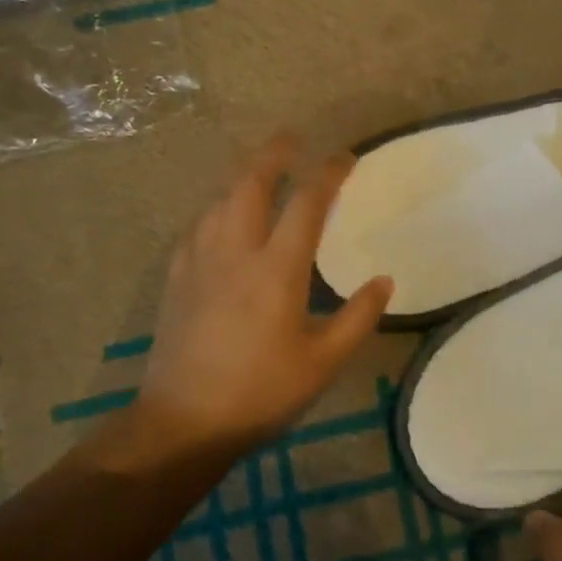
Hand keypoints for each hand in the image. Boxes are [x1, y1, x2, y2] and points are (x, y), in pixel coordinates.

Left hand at [133, 135, 392, 455]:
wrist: (182, 422)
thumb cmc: (260, 393)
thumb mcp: (323, 363)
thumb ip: (358, 318)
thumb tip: (384, 281)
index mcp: (276, 270)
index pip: (307, 204)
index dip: (328, 173)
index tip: (344, 156)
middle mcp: (235, 252)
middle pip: (250, 184)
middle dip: (272, 154)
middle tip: (291, 137)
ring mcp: (199, 262)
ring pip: (219, 200)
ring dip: (242, 176)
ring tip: (259, 169)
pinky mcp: (176, 278)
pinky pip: (198, 225)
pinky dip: (217, 207)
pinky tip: (221, 215)